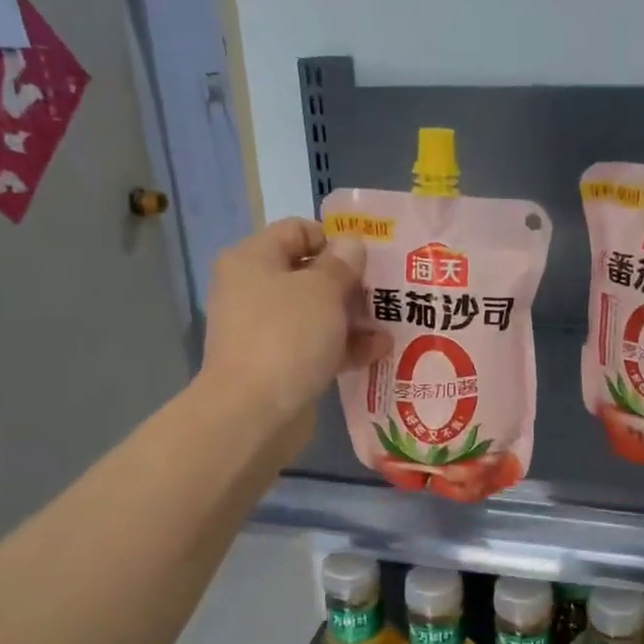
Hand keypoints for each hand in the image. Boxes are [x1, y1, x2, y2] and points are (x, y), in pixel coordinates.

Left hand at [201, 219, 389, 439]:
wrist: (254, 412)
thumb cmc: (287, 336)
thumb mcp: (322, 290)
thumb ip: (342, 264)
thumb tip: (351, 245)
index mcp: (253, 259)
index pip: (297, 230)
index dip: (335, 239)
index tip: (368, 259)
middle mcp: (254, 290)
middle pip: (309, 274)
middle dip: (350, 283)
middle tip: (386, 292)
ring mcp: (265, 330)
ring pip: (317, 313)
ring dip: (353, 318)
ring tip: (390, 324)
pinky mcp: (279, 365)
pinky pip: (317, 346)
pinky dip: (345, 347)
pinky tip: (379, 352)